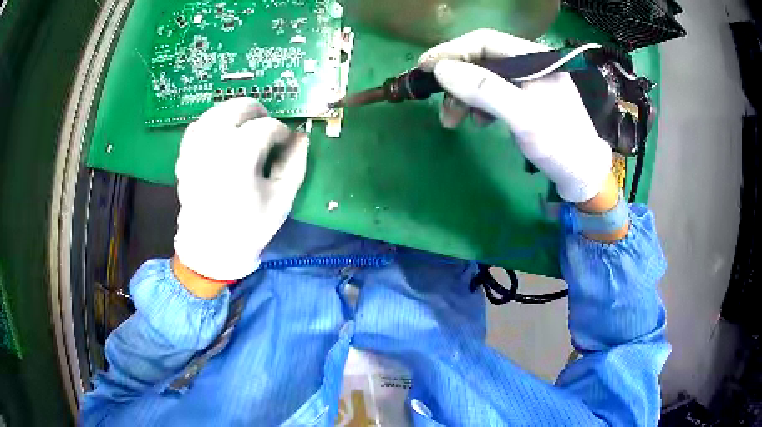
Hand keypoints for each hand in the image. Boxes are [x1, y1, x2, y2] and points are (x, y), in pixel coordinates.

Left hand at [174, 98, 308, 282]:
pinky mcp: (185, 156)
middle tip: (267, 127)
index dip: (280, 131)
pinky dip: (211, 123)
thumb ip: (294, 164)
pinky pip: (197, 126)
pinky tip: (222, 133)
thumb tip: (300, 137)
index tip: (286, 142)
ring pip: (215, 112)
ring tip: (246, 125)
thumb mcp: (281, 200)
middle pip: (237, 108)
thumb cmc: (249, 227)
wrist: (210, 249)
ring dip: (234, 112)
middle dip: (257, 112)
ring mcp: (195, 149)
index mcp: (239, 158)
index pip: (265, 127)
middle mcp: (214, 146)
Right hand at [418, 29, 611, 203]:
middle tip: (441, 106)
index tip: (424, 68)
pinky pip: (493, 93)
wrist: (583, 175)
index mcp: (534, 57)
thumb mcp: (523, 117)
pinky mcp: (526, 98)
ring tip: (454, 120)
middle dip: (457, 81)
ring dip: (464, 96)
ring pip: (484, 78)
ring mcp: (528, 80)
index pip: (484, 41)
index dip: (452, 51)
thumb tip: (441, 69)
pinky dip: (479, 105)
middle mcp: (530, 63)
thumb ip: (485, 89)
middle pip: (481, 59)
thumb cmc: (559, 145)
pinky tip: (478, 121)